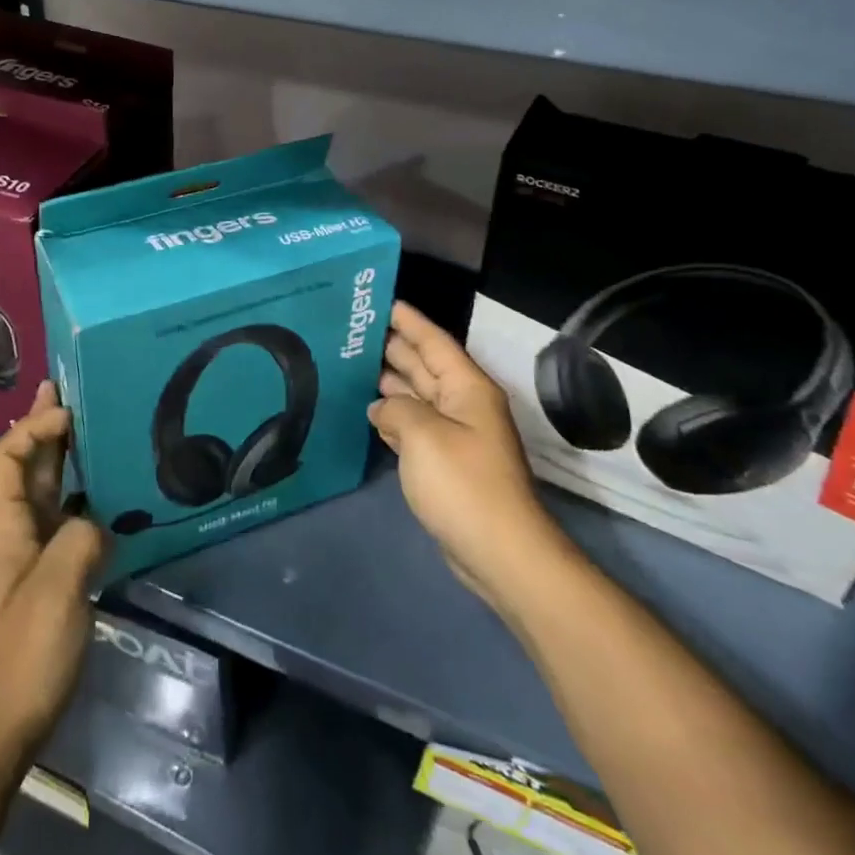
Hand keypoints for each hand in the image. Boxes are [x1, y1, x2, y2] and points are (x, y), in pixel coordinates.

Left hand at [0, 383, 105, 763]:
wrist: (0, 725)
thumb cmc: (22, 654)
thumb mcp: (56, 591)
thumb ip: (80, 541)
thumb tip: (98, 522)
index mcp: (4, 527)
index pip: (3, 459)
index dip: (29, 429)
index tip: (67, 412)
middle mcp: (14, 531)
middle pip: (22, 466)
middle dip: (41, 426)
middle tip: (65, 388)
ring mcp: (31, 555)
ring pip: (43, 490)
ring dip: (60, 454)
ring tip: (88, 424)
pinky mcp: (49, 577)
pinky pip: (64, 519)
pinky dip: (81, 493)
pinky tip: (107, 491)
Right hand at [370, 302, 554, 605]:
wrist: (500, 552)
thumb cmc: (463, 483)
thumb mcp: (422, 434)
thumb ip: (395, 408)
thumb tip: (382, 407)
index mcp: (467, 388)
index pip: (434, 342)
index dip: (409, 321)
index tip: (383, 302)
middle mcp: (464, 405)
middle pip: (425, 366)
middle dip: (395, 348)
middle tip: (357, 332)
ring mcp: (457, 436)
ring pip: (419, 396)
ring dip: (391, 382)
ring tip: (354, 366)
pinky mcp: (448, 464)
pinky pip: (416, 426)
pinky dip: (394, 416)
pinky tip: (371, 412)